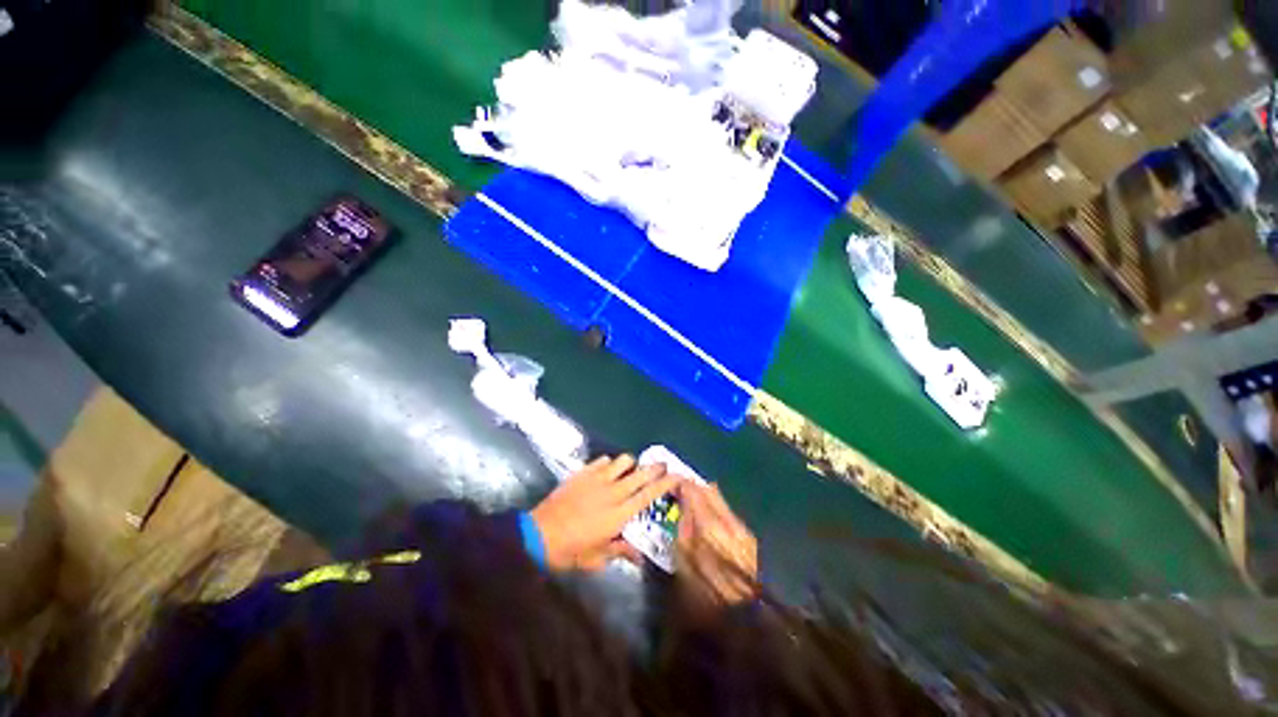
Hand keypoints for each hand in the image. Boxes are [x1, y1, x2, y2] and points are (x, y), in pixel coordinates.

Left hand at [530, 455, 681, 571]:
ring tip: (629, 472)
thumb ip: (621, 551)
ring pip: (624, 460)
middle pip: (641, 472)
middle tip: (661, 466)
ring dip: (631, 464)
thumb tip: (639, 556)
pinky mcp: (583, 472)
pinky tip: (606, 472)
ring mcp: (597, 479)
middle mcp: (613, 492)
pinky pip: (603, 460)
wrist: (538, 534)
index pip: (649, 494)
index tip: (678, 475)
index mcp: (619, 515)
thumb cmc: (570, 551)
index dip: (666, 483)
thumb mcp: (597, 558)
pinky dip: (610, 463)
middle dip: (655, 467)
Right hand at [675, 482, 758, 608]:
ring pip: (720, 499)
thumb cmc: (704, 592)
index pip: (695, 492)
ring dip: (704, 496)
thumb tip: (683, 506)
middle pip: (710, 491)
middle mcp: (729, 522)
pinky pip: (727, 512)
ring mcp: (742, 529)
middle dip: (694, 486)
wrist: (741, 616)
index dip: (682, 484)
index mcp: (711, 528)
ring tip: (691, 500)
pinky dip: (714, 508)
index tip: (671, 483)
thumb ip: (684, 528)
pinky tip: (706, 516)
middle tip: (680, 488)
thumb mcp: (684, 561)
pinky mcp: (748, 537)